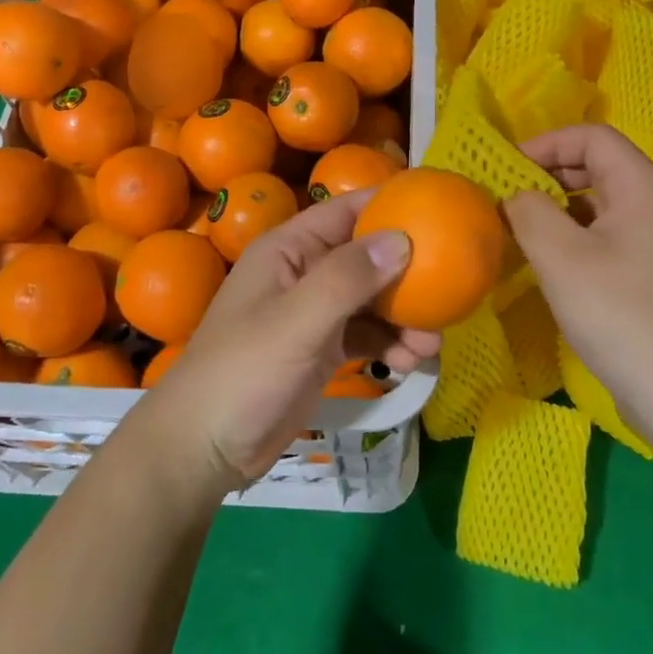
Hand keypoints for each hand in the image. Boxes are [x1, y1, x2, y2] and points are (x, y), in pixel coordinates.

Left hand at [147, 189, 440, 485]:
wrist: (204, 449)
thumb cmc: (244, 372)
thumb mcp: (298, 321)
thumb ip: (348, 278)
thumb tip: (403, 238)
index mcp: (289, 248)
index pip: (346, 210)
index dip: (389, 204)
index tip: (438, 208)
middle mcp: (303, 272)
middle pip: (366, 256)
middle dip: (407, 271)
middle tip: (449, 287)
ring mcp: (313, 312)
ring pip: (370, 299)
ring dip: (403, 315)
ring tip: (433, 343)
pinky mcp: (320, 349)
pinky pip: (364, 334)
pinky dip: (389, 343)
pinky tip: (410, 363)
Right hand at [503, 125, 652, 415]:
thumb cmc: (620, 312)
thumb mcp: (561, 256)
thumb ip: (529, 212)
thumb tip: (516, 196)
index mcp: (642, 185)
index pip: (591, 137)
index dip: (546, 143)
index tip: (507, 168)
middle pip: (598, 165)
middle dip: (549, 175)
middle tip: (509, 198)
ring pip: (601, 203)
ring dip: (559, 209)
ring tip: (521, 230)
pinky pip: (608, 235)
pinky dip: (575, 237)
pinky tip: (550, 263)